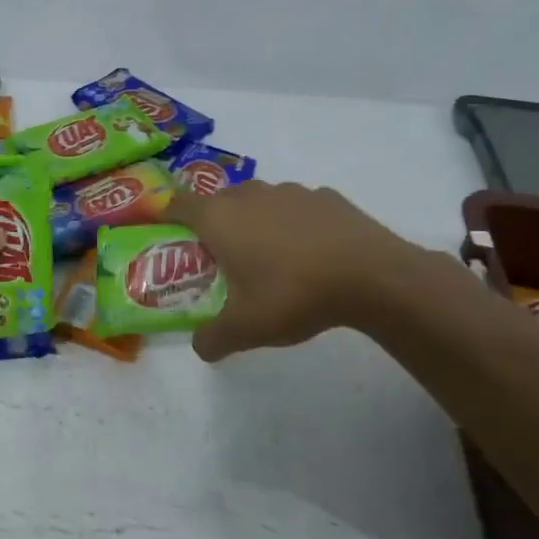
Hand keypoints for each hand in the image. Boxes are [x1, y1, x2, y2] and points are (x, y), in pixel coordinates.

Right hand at [164, 180, 406, 361]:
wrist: (372, 275)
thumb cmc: (293, 294)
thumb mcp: (246, 328)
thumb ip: (214, 338)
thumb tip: (200, 347)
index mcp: (220, 218)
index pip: (178, 203)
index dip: (167, 216)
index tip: (168, 236)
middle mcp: (249, 195)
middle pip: (218, 201)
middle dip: (213, 224)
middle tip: (219, 258)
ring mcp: (290, 191)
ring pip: (258, 201)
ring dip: (253, 221)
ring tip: (267, 257)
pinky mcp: (325, 196)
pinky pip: (295, 207)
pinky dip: (292, 224)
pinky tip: (309, 253)